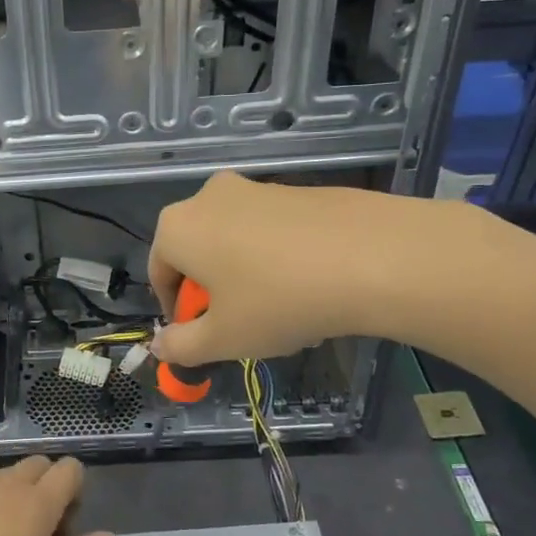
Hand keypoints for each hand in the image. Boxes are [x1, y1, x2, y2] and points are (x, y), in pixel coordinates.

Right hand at [147, 170, 480, 365]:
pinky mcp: (299, 189)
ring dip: (242, 276)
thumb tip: (160, 347)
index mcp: (178, 228)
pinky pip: (271, 230)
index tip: (200, 337)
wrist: (376, 257)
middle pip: (196, 253)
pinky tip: (309, 287)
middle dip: (211, 292)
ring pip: (234, 241)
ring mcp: (257, 188)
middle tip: (239, 325)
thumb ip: (181, 347)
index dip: (175, 312)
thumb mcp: (223, 339)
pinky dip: (276, 258)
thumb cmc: (279, 301)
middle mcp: (209, 197)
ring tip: (280, 311)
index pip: (159, 274)